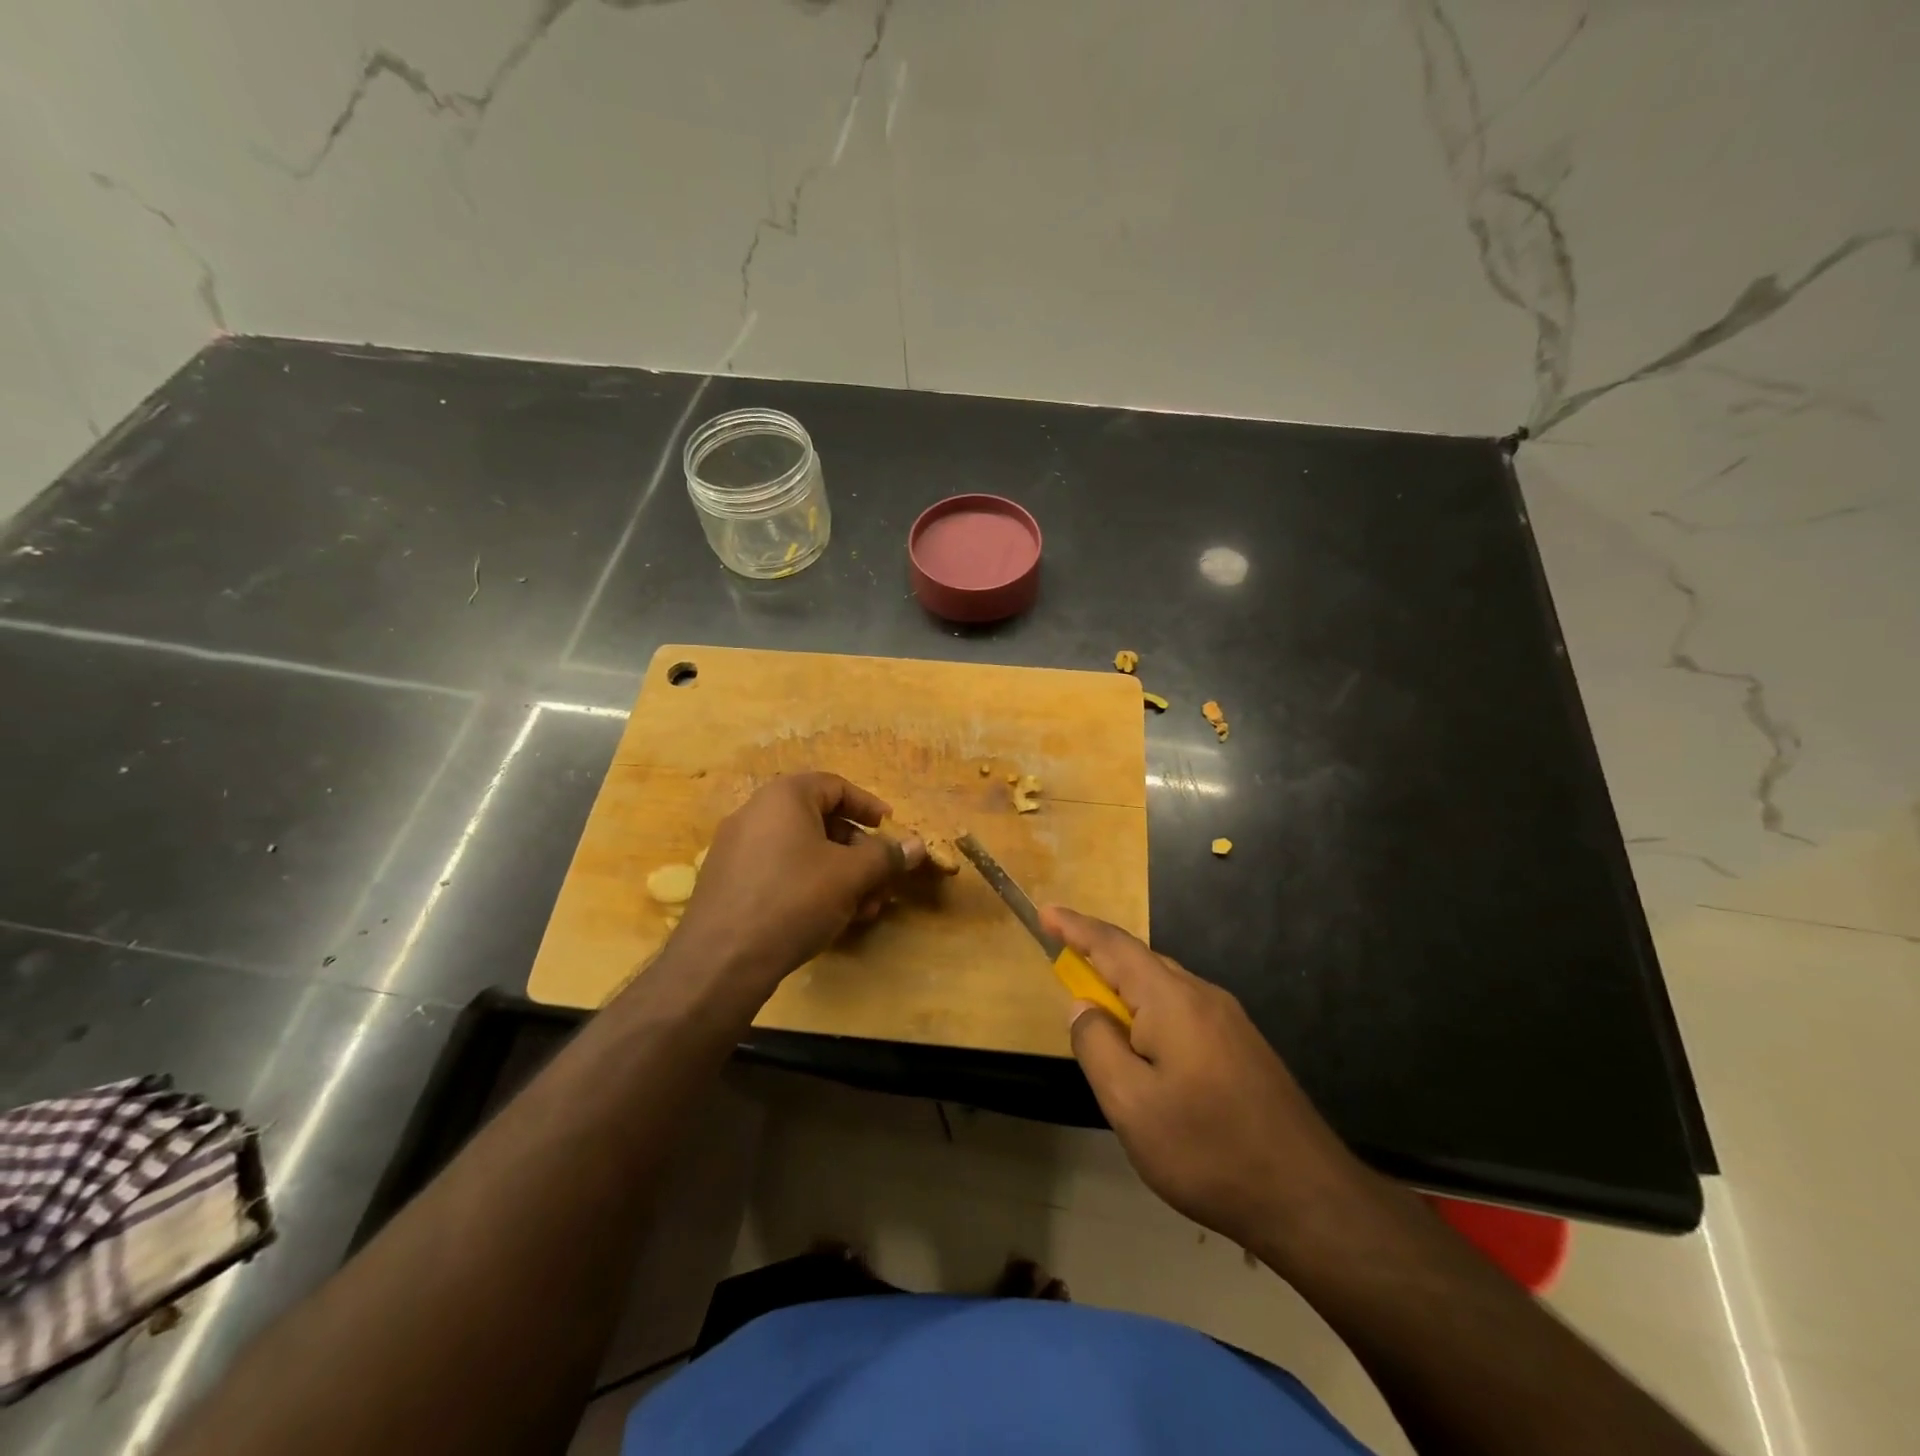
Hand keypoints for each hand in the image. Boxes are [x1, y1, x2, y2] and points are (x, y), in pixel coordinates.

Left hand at [674, 773, 925, 990]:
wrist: (721, 961)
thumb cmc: (794, 900)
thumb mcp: (851, 875)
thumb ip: (887, 856)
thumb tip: (918, 846)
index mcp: (783, 797)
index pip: (836, 786)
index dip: (869, 807)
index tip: (892, 830)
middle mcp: (755, 814)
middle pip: (821, 822)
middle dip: (859, 853)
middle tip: (882, 881)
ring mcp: (737, 849)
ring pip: (803, 853)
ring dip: (840, 875)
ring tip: (864, 909)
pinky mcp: (729, 883)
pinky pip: (780, 872)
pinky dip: (811, 887)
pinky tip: (831, 920)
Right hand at [1042, 906, 1368, 1259]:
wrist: (1308, 1197)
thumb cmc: (1207, 1149)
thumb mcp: (1130, 1104)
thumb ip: (1097, 1046)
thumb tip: (1083, 1007)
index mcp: (1171, 1000)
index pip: (1113, 946)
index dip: (1076, 927)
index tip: (1045, 911)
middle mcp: (1202, 996)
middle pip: (1140, 962)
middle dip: (1098, 958)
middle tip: (1064, 966)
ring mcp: (1229, 1020)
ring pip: (1163, 988)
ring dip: (1125, 990)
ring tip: (1100, 1016)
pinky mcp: (1242, 1046)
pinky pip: (1182, 1011)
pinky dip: (1150, 1013)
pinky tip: (1147, 1051)